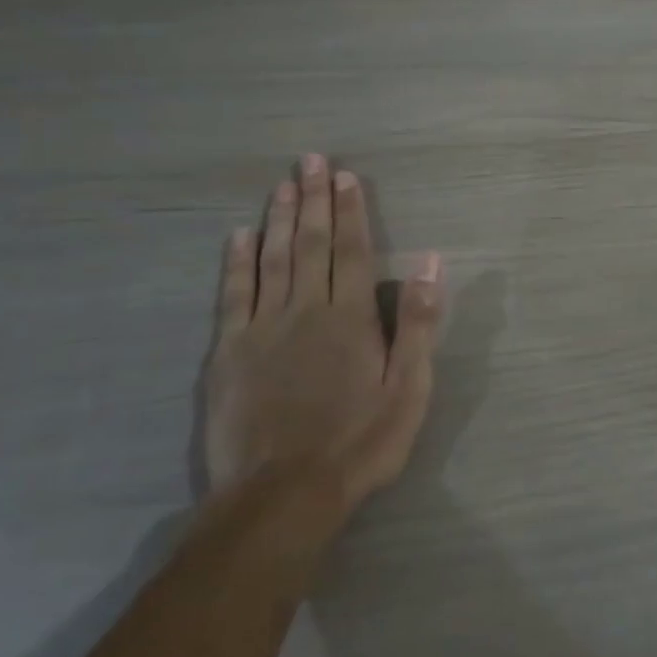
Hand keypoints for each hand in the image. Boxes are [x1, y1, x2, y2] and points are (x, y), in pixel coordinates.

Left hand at [204, 153, 444, 524]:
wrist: (282, 495)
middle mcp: (306, 309)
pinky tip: (239, 236)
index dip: (349, 211)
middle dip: (313, 200)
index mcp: (350, 317)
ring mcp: (263, 328)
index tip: (344, 177)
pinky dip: (237, 262)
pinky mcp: (229, 352)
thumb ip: (417, 323)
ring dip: (279, 219)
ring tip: (282, 185)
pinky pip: (234, 294)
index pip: (352, 250)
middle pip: (311, 244)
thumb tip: (428, 263)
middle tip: (309, 160)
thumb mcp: (409, 389)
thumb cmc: (358, 443)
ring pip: (273, 259)